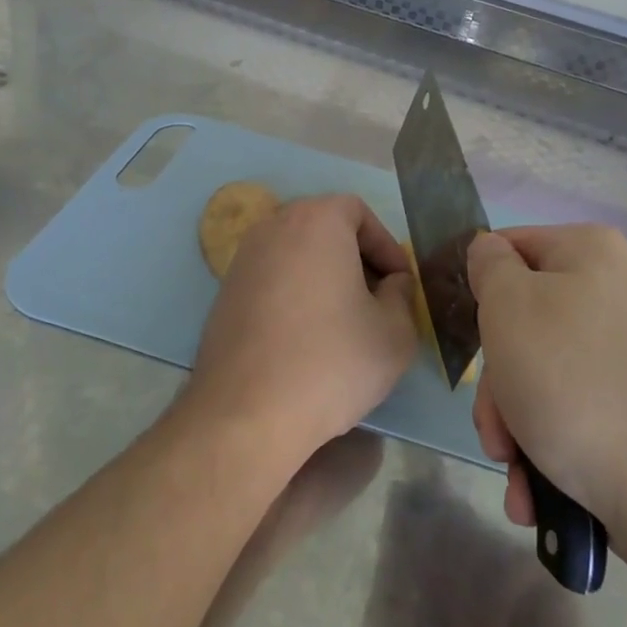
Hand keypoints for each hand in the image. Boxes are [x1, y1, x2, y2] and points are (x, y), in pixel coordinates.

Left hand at [185, 195, 418, 464]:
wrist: (246, 414)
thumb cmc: (331, 362)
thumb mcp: (395, 332)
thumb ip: (402, 295)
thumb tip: (391, 284)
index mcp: (315, 221)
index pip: (358, 212)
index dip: (386, 247)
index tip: (399, 286)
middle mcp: (273, 228)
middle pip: (325, 229)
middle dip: (357, 260)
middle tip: (377, 301)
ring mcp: (242, 260)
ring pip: (297, 255)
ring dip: (325, 278)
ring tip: (344, 323)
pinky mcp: (224, 294)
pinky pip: (273, 280)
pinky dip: (295, 296)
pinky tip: (306, 339)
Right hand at [467, 225, 626, 548]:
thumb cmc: (573, 382)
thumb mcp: (508, 307)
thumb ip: (489, 267)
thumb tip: (490, 252)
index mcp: (589, 251)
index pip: (509, 249)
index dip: (480, 291)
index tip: (471, 340)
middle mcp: (615, 292)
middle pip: (522, 322)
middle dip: (497, 385)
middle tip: (495, 429)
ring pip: (542, 374)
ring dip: (515, 426)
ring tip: (516, 469)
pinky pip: (574, 409)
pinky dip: (548, 445)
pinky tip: (537, 491)